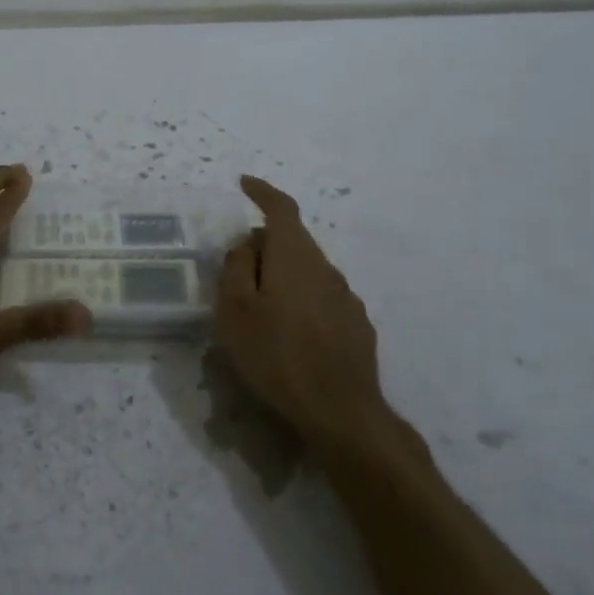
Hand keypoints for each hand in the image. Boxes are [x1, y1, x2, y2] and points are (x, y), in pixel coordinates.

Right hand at [216, 175, 420, 458]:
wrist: (339, 411)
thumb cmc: (276, 355)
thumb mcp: (235, 310)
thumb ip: (237, 267)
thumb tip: (248, 242)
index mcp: (294, 256)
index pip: (281, 208)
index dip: (263, 192)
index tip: (245, 183)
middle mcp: (326, 268)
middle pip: (294, 241)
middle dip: (266, 245)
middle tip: (239, 270)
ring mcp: (347, 297)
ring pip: (309, 271)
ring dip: (285, 276)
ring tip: (263, 309)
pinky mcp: (358, 326)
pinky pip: (324, 298)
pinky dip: (303, 302)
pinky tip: (293, 334)